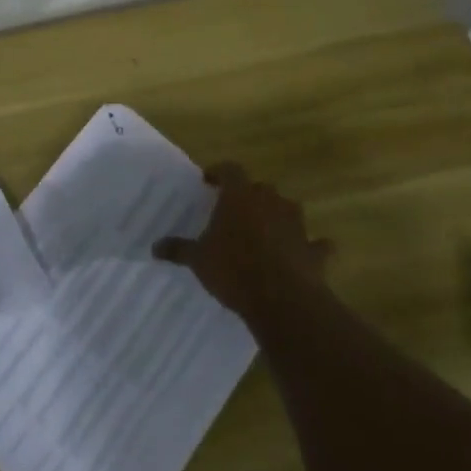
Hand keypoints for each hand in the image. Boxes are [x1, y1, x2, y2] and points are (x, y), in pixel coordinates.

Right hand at [153, 163, 331, 322]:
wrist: (282, 299)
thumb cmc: (233, 269)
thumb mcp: (197, 260)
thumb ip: (178, 249)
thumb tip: (154, 247)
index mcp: (239, 197)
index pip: (230, 170)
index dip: (219, 172)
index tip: (208, 181)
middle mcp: (271, 203)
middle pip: (261, 188)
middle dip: (249, 196)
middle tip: (235, 210)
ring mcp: (297, 226)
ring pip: (289, 209)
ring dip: (279, 215)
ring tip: (265, 229)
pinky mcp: (315, 251)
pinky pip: (316, 244)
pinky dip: (312, 246)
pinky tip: (305, 254)